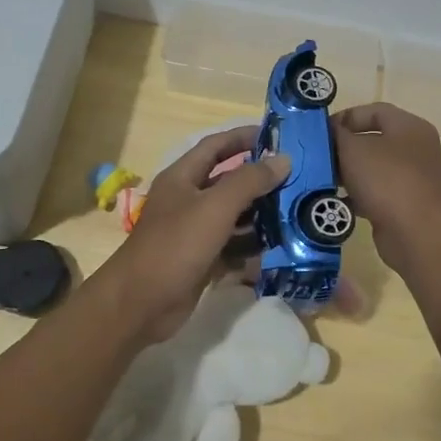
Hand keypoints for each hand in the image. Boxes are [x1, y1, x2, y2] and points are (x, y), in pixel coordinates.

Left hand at [96, 127, 289, 339]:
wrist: (141, 303)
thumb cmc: (176, 245)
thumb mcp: (215, 207)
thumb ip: (249, 181)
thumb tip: (283, 159)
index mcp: (183, 177)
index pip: (216, 146)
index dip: (244, 137)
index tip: (279, 137)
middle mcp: (188, 200)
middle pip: (228, 182)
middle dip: (260, 180)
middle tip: (299, 180)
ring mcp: (194, 232)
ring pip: (234, 216)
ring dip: (261, 215)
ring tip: (297, 213)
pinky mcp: (202, 260)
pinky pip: (232, 246)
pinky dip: (252, 246)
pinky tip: (280, 248)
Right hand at [332, 103, 440, 274]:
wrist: (416, 234)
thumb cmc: (385, 180)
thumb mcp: (352, 149)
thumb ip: (336, 134)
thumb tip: (329, 131)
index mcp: (410, 127)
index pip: (374, 110)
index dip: (345, 117)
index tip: (321, 132)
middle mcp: (417, 149)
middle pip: (374, 140)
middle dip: (344, 148)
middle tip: (319, 157)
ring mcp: (415, 178)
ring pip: (374, 168)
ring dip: (349, 173)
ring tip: (324, 180)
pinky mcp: (408, 204)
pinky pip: (378, 192)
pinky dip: (358, 195)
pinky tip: (338, 202)